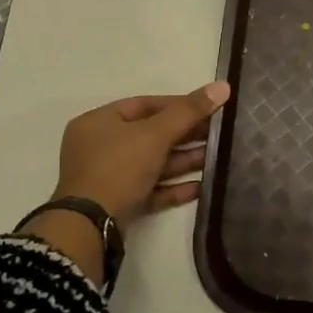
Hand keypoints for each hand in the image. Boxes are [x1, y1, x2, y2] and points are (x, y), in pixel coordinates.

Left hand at [50, 82, 231, 228]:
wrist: (89, 226)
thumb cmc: (118, 167)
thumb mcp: (155, 134)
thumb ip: (189, 111)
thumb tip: (223, 86)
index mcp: (99, 122)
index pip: (144, 105)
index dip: (179, 105)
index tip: (209, 107)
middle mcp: (100, 147)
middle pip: (151, 135)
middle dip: (186, 135)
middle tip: (219, 134)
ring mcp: (109, 178)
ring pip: (153, 164)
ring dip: (184, 161)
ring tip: (217, 160)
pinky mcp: (119, 204)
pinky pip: (151, 190)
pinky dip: (174, 187)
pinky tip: (201, 187)